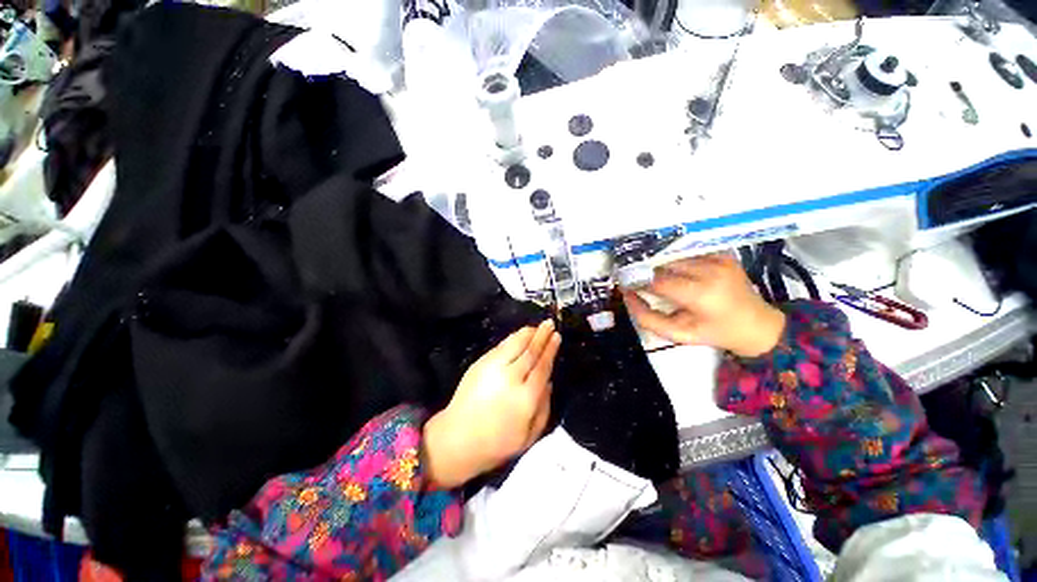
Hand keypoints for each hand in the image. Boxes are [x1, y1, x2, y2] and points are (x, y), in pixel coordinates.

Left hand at [423, 320, 560, 488]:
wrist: (457, 439)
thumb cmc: (497, 443)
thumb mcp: (529, 436)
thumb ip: (544, 408)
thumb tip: (549, 382)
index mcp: (526, 398)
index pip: (542, 367)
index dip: (550, 350)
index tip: (557, 337)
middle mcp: (511, 379)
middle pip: (530, 352)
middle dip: (542, 335)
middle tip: (550, 323)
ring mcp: (493, 369)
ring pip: (514, 345)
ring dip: (527, 333)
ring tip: (536, 327)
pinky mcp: (480, 365)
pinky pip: (500, 347)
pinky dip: (512, 339)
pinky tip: (518, 336)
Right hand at [622, 254, 785, 357]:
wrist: (756, 324)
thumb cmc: (714, 333)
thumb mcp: (678, 334)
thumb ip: (647, 318)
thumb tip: (626, 296)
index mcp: (700, 294)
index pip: (657, 281)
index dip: (637, 281)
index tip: (626, 284)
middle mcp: (710, 270)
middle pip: (663, 264)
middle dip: (647, 272)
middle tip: (638, 281)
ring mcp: (719, 259)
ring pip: (674, 256)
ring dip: (660, 265)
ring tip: (656, 277)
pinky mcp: (723, 253)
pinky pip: (688, 253)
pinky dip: (676, 261)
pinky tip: (675, 272)